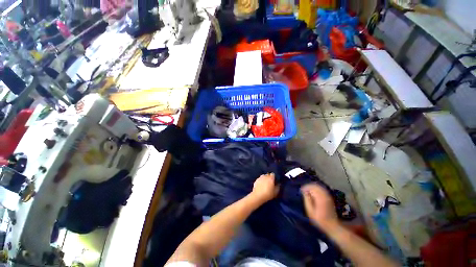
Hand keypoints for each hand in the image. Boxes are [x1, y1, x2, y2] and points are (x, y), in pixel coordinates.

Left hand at [251, 173, 279, 202]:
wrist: (258, 196)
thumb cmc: (268, 194)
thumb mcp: (275, 192)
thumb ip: (278, 187)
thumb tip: (279, 184)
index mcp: (270, 178)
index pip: (273, 174)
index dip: (274, 177)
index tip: (274, 180)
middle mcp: (265, 176)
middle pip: (268, 174)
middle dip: (269, 177)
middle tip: (270, 182)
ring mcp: (260, 178)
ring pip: (263, 176)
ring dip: (265, 178)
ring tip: (265, 184)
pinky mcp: (256, 180)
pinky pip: (260, 179)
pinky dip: (261, 181)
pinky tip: (261, 185)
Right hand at [301, 184, 338, 230]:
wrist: (332, 224)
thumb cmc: (319, 219)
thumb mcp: (310, 211)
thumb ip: (307, 200)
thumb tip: (304, 192)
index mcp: (319, 198)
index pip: (311, 188)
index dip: (305, 187)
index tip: (301, 190)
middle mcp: (324, 195)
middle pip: (315, 186)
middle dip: (308, 186)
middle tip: (303, 190)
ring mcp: (328, 196)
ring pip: (319, 187)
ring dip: (312, 187)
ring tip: (308, 191)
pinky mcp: (329, 197)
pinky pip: (322, 189)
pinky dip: (317, 189)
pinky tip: (314, 192)